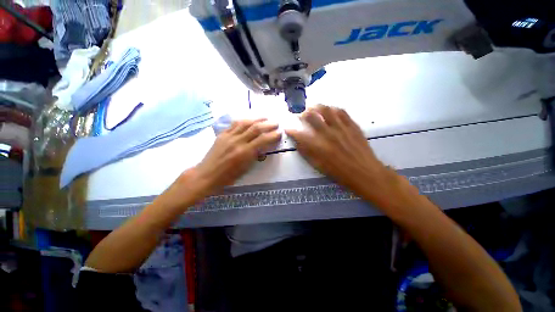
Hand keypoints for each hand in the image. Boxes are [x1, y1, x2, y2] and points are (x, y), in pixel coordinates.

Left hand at [191, 119, 281, 193]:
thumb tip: (262, 146)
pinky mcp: (222, 134)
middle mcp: (237, 141)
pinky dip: (244, 120)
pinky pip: (234, 124)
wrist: (207, 175)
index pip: (263, 139)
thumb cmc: (228, 177)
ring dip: (257, 119)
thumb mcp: (246, 168)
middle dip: (268, 124)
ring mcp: (228, 136)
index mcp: (244, 152)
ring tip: (265, 117)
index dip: (273, 135)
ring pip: (245, 123)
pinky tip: (249, 120)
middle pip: (256, 128)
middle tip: (276, 123)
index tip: (279, 133)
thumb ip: (255, 155)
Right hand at [285, 105, 394, 197]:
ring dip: (316, 107)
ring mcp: (341, 128)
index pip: (300, 134)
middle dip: (302, 114)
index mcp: (318, 147)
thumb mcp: (319, 166)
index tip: (288, 128)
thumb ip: (307, 153)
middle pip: (311, 117)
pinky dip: (333, 109)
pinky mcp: (352, 125)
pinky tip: (329, 110)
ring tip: (312, 108)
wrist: (365, 173)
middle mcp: (328, 134)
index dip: (291, 131)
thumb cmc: (340, 173)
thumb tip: (298, 143)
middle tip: (300, 115)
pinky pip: (341, 112)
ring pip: (326, 110)